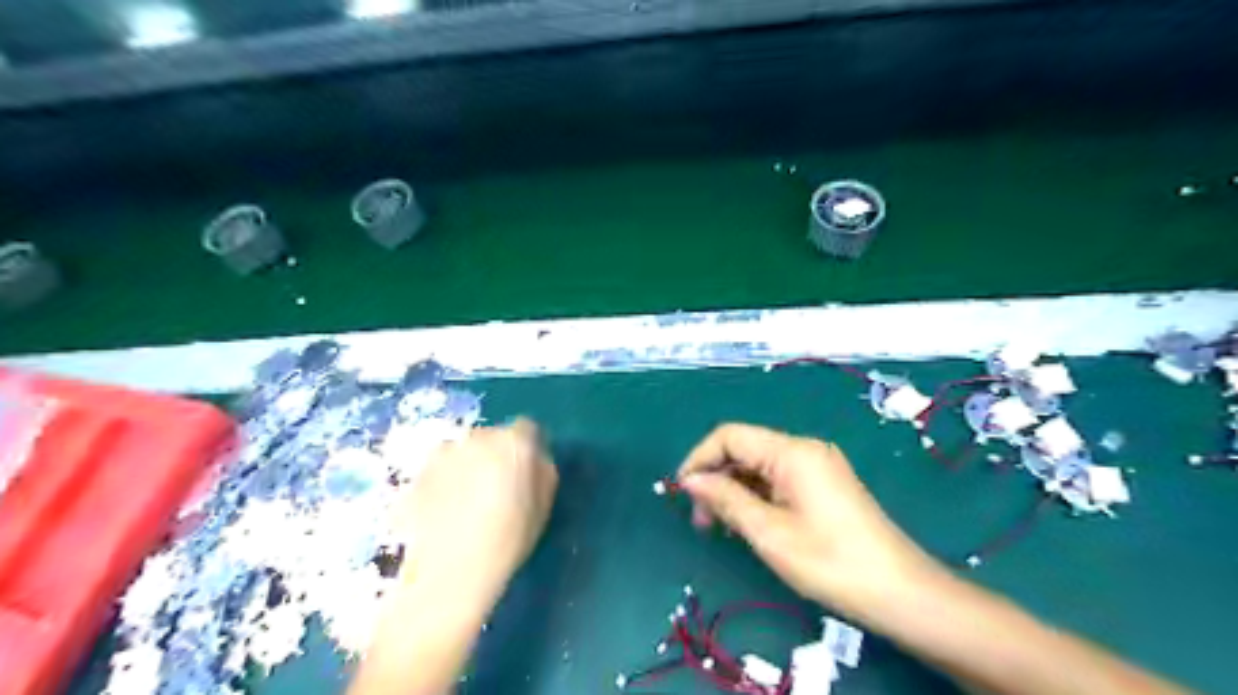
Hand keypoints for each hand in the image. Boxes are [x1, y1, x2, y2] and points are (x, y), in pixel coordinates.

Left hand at [400, 417, 559, 607]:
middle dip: (495, 456)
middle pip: (492, 437)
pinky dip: (443, 485)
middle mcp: (477, 437)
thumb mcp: (544, 506)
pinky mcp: (417, 474)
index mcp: (513, 442)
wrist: (451, 572)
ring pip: (462, 453)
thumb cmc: (508, 539)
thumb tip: (535, 460)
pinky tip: (444, 514)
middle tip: (497, 488)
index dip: (528, 448)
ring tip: (466, 504)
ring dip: (467, 468)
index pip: (526, 429)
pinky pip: (439, 472)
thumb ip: (542, 472)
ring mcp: (442, 454)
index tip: (527, 471)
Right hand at [676, 424, 939, 613]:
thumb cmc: (830, 561)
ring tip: (719, 527)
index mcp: (792, 452)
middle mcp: (804, 449)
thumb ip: (726, 499)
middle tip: (699, 520)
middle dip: (716, 478)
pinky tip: (748, 524)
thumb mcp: (769, 532)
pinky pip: (778, 479)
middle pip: (745, 449)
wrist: (901, 592)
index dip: (700, 458)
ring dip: (734, 490)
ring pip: (759, 466)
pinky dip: (756, 497)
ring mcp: (817, 466)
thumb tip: (690, 479)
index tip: (681, 491)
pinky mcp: (824, 484)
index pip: (730, 436)